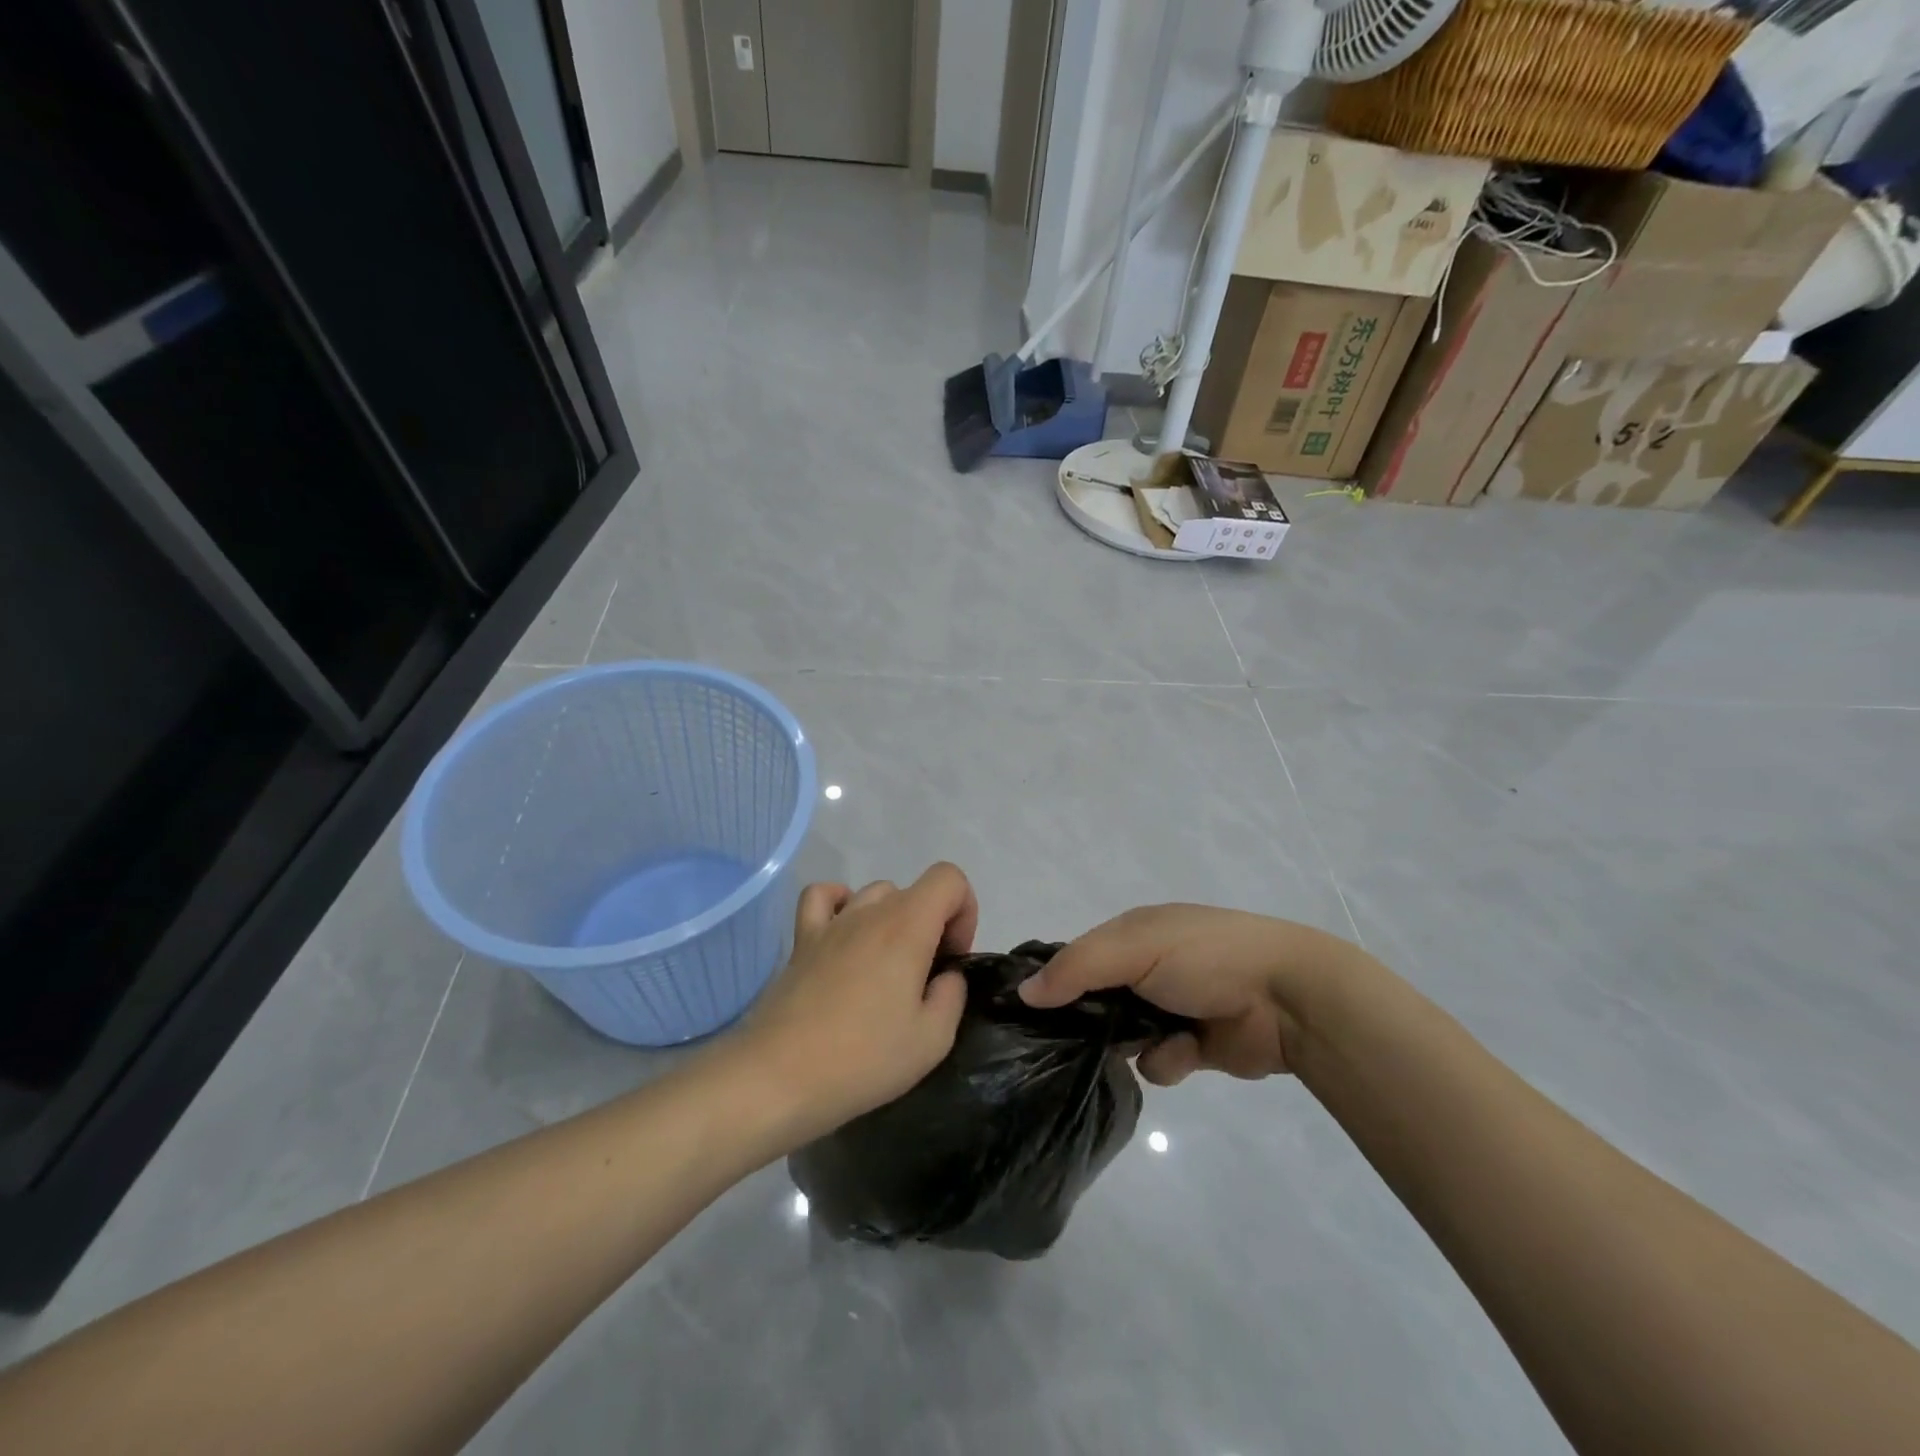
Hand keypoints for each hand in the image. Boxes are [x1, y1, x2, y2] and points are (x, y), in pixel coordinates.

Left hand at [735, 863, 976, 1139]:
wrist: (779, 1078)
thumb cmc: (863, 1060)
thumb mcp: (932, 1040)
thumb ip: (952, 996)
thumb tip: (945, 976)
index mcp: (907, 926)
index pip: (949, 878)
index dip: (964, 912)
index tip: (953, 959)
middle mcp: (869, 911)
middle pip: (915, 891)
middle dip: (933, 925)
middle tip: (925, 978)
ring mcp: (831, 923)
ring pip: (875, 894)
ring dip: (893, 920)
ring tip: (887, 968)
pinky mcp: (801, 941)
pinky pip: (822, 897)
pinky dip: (840, 904)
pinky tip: (846, 934)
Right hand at [1018, 905, 1369, 1085]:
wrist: (1286, 997)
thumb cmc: (1203, 956)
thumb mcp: (1133, 947)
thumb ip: (1076, 968)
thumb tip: (1024, 992)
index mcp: (1132, 934)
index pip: (1076, 958)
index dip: (1053, 982)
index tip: (1029, 1012)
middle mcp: (1146, 969)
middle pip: (1095, 1002)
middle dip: (1090, 1022)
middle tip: (1079, 1040)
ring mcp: (1171, 1008)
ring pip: (1122, 1039)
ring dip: (1132, 1044)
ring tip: (1152, 1041)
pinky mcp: (1193, 1046)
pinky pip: (1158, 1064)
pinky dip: (1168, 1060)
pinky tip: (1187, 1052)